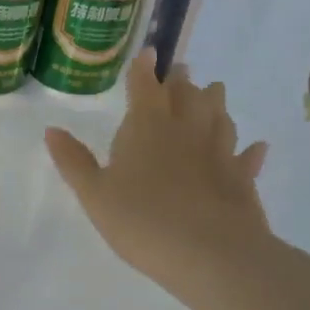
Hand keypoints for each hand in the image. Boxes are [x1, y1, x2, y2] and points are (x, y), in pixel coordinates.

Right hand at [44, 51, 272, 306]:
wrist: (212, 256)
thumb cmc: (142, 220)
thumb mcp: (94, 194)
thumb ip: (74, 161)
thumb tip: (51, 130)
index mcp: (146, 128)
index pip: (145, 87)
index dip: (144, 69)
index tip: (149, 52)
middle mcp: (185, 131)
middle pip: (187, 96)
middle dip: (182, 81)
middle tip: (182, 70)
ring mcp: (219, 154)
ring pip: (219, 118)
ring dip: (215, 103)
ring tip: (214, 91)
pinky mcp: (242, 181)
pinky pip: (247, 158)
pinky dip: (251, 151)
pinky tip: (257, 146)